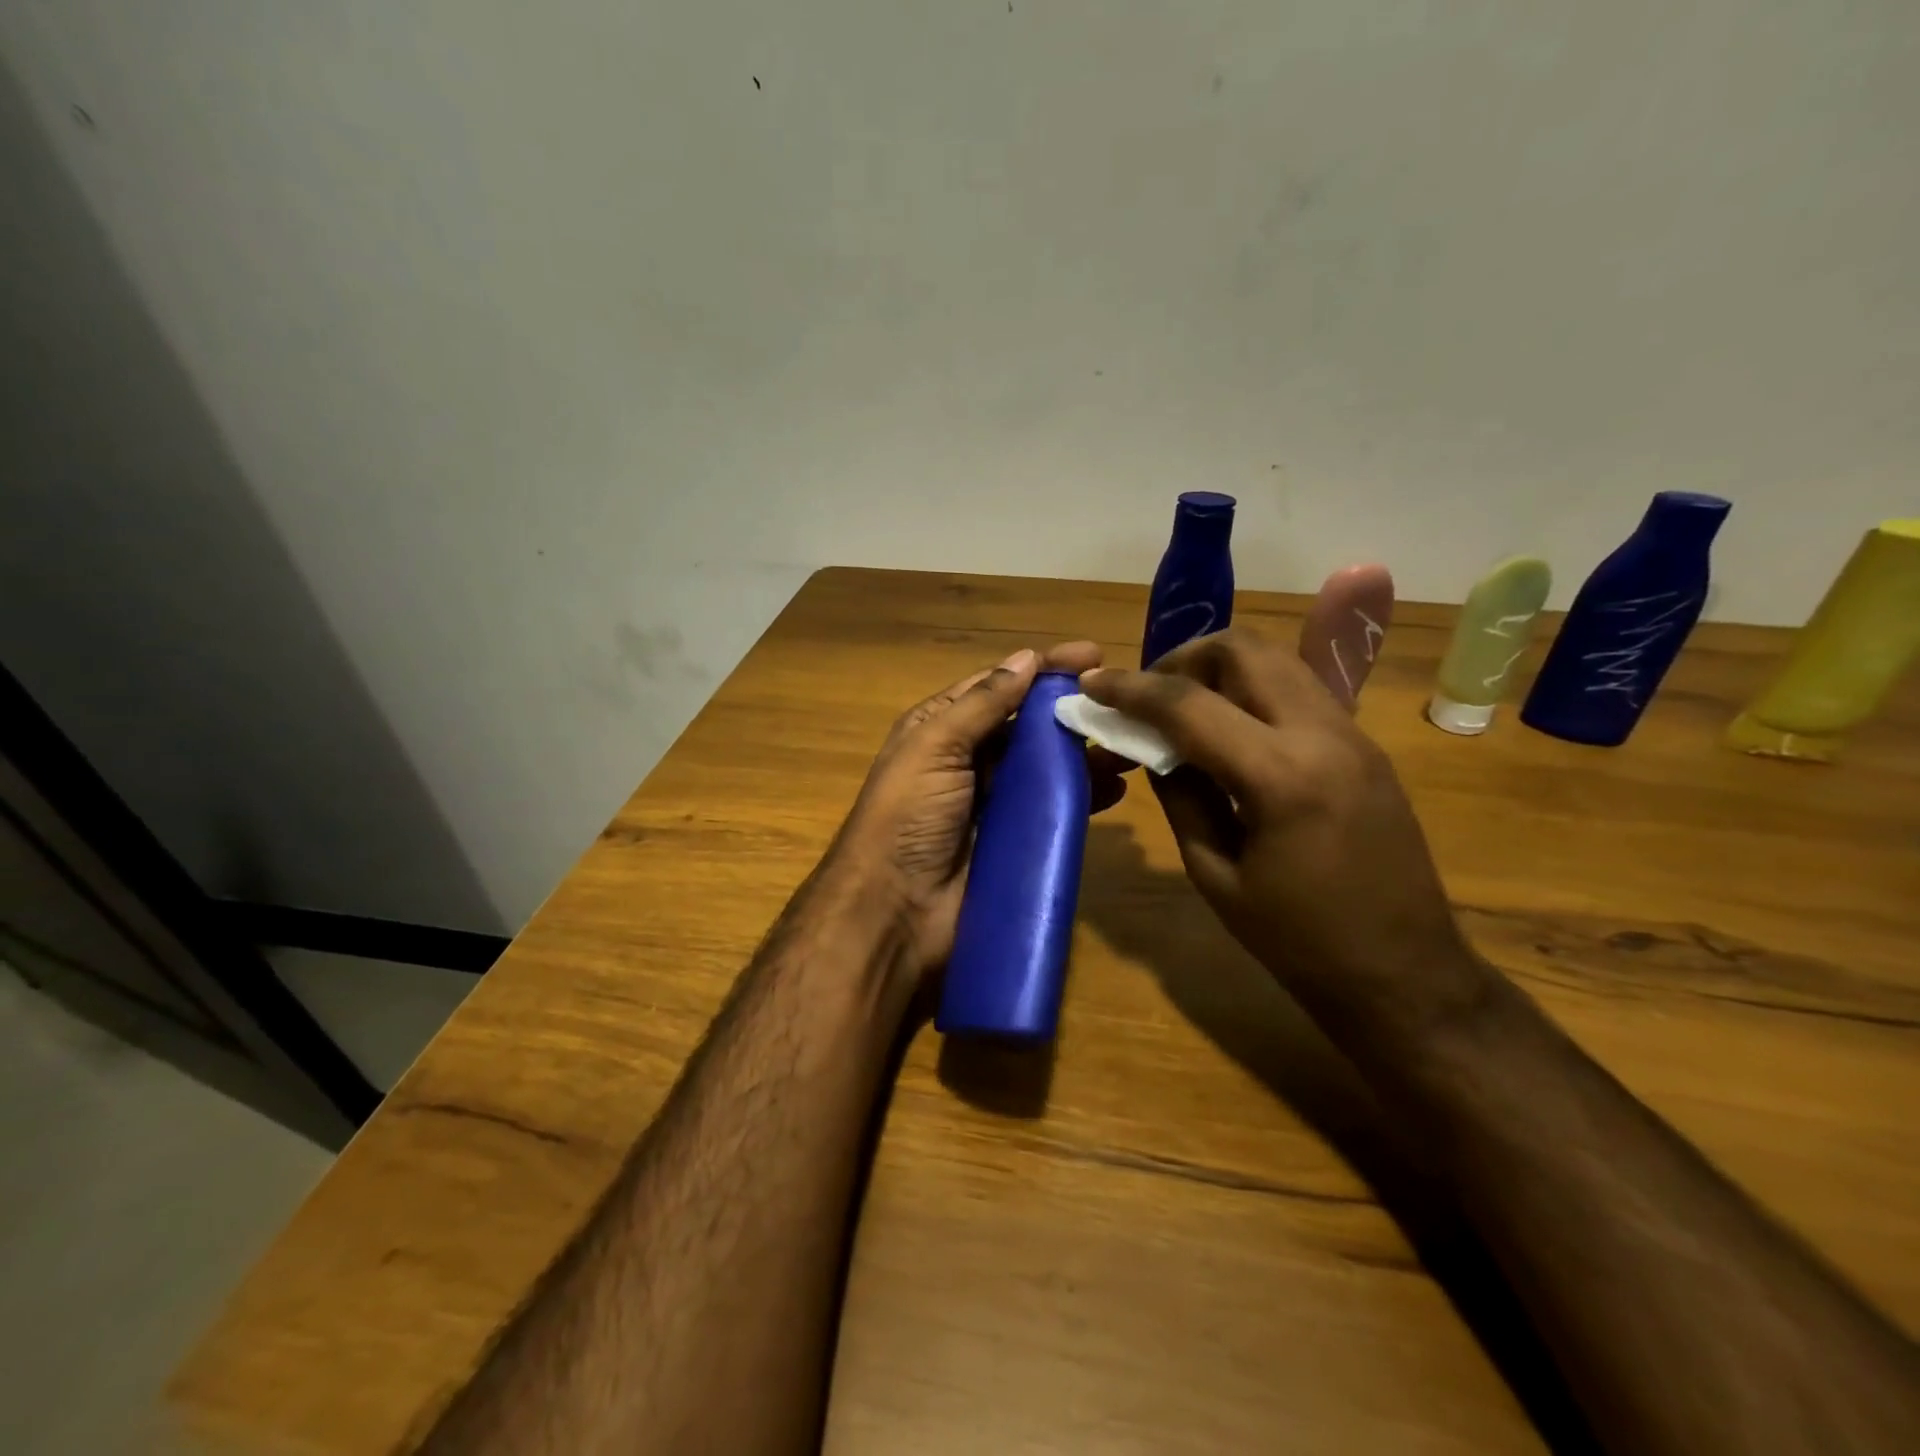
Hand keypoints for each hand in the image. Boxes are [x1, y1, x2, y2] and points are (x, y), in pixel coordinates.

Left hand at [831, 640, 1104, 976]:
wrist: (894, 913)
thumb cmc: (907, 816)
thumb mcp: (934, 747)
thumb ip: (982, 704)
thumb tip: (1026, 658)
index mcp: (940, 730)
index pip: (998, 687)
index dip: (1041, 669)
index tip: (1091, 655)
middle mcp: (967, 761)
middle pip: (1026, 726)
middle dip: (1069, 711)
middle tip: (1120, 704)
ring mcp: (993, 803)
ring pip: (1046, 767)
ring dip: (1084, 754)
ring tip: (1127, 745)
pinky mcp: (1013, 842)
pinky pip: (1053, 810)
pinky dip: (1082, 797)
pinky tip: (1114, 789)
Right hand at [1080, 630, 1491, 1041]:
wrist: (1406, 974)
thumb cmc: (1299, 941)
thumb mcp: (1215, 875)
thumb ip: (1181, 797)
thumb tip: (1154, 749)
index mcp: (1279, 776)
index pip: (1188, 704)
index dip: (1129, 688)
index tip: (1091, 684)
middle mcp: (1321, 734)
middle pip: (1241, 649)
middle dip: (1181, 659)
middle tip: (1148, 696)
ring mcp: (1352, 734)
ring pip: (1274, 659)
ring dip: (1218, 669)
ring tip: (1183, 708)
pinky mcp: (1364, 745)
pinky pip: (1297, 688)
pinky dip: (1251, 689)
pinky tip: (1229, 731)